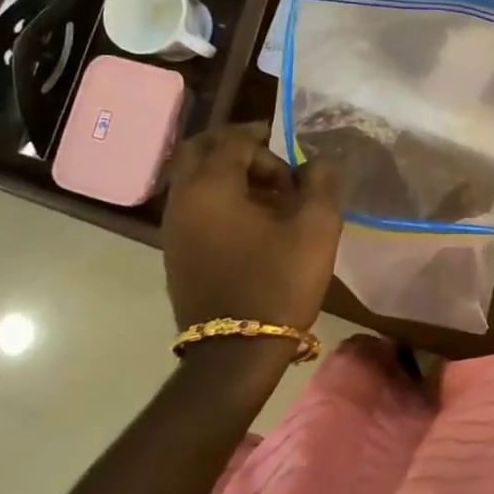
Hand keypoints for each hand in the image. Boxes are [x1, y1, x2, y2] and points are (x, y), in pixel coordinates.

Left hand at [161, 122, 341, 332]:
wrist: (235, 353)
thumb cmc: (278, 282)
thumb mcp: (316, 228)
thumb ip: (320, 183)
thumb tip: (317, 162)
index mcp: (211, 187)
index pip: (232, 140)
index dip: (265, 141)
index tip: (292, 158)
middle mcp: (183, 200)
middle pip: (198, 150)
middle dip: (234, 145)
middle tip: (268, 156)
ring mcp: (173, 228)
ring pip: (193, 178)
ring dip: (226, 173)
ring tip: (267, 193)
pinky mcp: (175, 252)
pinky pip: (193, 205)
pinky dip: (218, 197)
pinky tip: (250, 221)